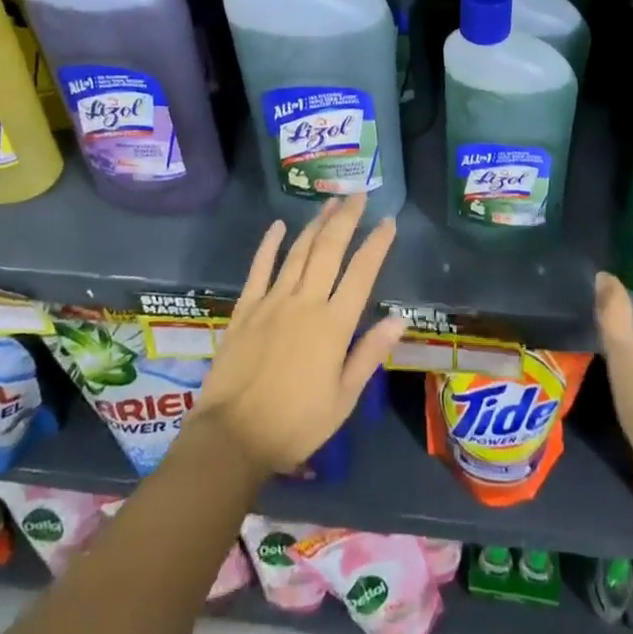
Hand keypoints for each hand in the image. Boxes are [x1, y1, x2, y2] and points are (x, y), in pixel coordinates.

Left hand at [190, 195, 405, 479]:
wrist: (232, 438)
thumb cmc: (295, 425)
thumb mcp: (343, 398)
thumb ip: (370, 353)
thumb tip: (400, 317)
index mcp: (334, 325)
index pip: (362, 273)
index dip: (377, 244)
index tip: (388, 222)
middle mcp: (305, 303)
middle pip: (329, 250)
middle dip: (346, 219)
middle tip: (358, 195)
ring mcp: (272, 302)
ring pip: (298, 252)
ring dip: (316, 224)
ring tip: (330, 203)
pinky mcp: (245, 309)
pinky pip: (259, 268)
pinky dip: (270, 244)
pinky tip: (279, 225)